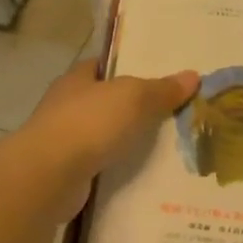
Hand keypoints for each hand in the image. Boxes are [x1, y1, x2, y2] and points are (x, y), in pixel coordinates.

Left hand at [21, 61, 198, 216]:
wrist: (49, 176)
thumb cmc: (89, 123)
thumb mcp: (134, 98)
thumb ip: (162, 89)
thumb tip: (193, 76)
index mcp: (76, 79)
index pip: (104, 66)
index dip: (129, 67)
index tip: (158, 75)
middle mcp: (66, 107)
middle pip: (106, 102)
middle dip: (133, 108)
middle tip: (172, 114)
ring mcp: (64, 142)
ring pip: (103, 136)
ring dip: (126, 142)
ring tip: (166, 149)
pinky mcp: (67, 173)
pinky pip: (101, 167)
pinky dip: (119, 169)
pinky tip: (144, 176)